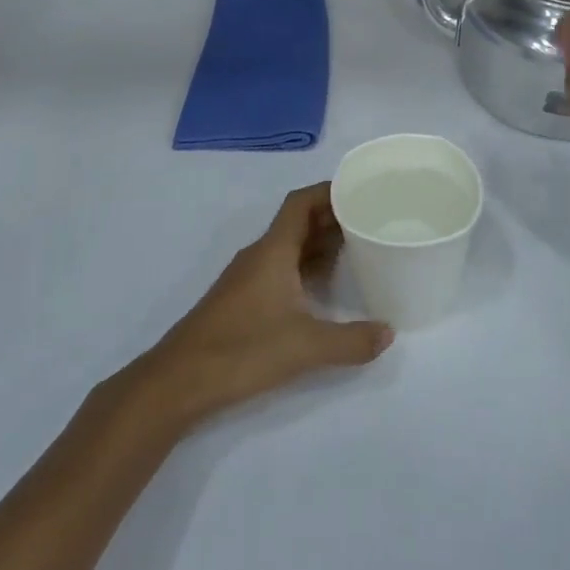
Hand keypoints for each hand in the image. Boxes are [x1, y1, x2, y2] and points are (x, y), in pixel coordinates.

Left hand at [136, 184, 392, 429]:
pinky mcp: (243, 299)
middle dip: (331, 216)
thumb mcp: (306, 347)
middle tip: (369, 218)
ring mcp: (249, 276)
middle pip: (298, 221)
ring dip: (319, 242)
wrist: (180, 380)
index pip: (301, 202)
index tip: (360, 189)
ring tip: (357, 247)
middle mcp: (260, 255)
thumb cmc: (243, 349)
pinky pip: (281, 267)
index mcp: (273, 250)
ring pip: (289, 246)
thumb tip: (390, 333)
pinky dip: (305, 266)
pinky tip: (324, 287)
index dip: (329, 190)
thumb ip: (351, 341)